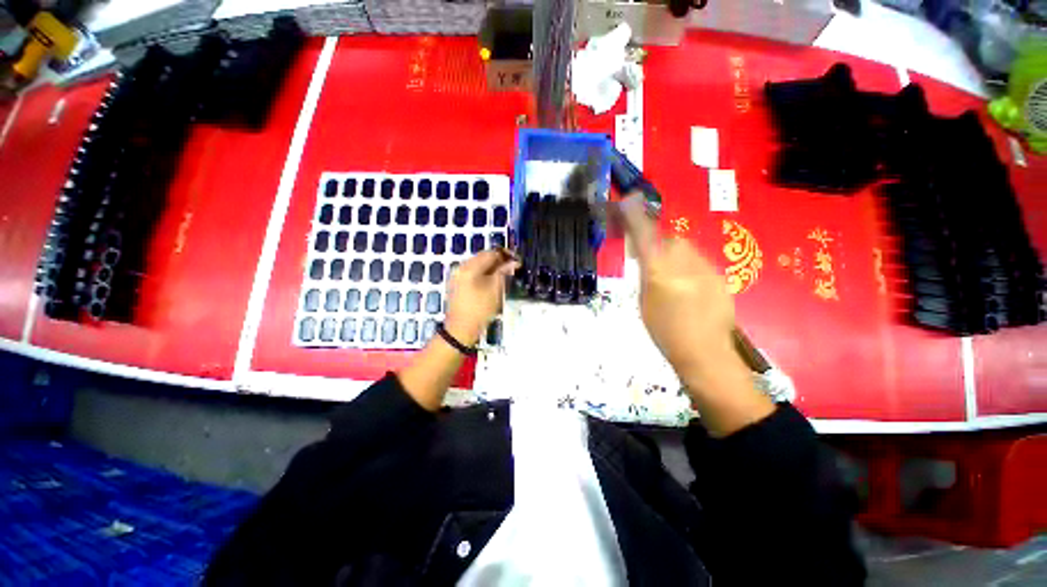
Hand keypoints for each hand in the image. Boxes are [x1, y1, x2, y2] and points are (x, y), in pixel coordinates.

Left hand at [443, 249, 518, 345]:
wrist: (460, 330)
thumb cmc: (479, 310)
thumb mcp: (495, 290)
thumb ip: (504, 273)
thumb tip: (513, 262)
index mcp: (469, 267)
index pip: (489, 253)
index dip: (504, 255)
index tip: (517, 261)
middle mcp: (460, 268)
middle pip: (482, 258)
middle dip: (498, 261)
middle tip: (512, 269)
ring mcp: (457, 277)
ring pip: (477, 266)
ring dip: (491, 268)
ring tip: (504, 276)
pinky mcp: (457, 286)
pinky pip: (472, 274)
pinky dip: (483, 275)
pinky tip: (492, 283)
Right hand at [618, 194, 773, 435]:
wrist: (704, 352)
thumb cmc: (664, 332)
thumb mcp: (644, 303)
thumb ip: (646, 275)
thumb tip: (646, 257)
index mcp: (659, 275)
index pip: (645, 238)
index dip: (636, 218)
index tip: (629, 200)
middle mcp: (684, 266)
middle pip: (671, 239)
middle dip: (660, 244)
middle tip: (653, 261)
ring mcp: (706, 270)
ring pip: (686, 249)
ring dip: (675, 256)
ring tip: (673, 278)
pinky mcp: (720, 276)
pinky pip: (699, 262)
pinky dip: (689, 268)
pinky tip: (689, 287)